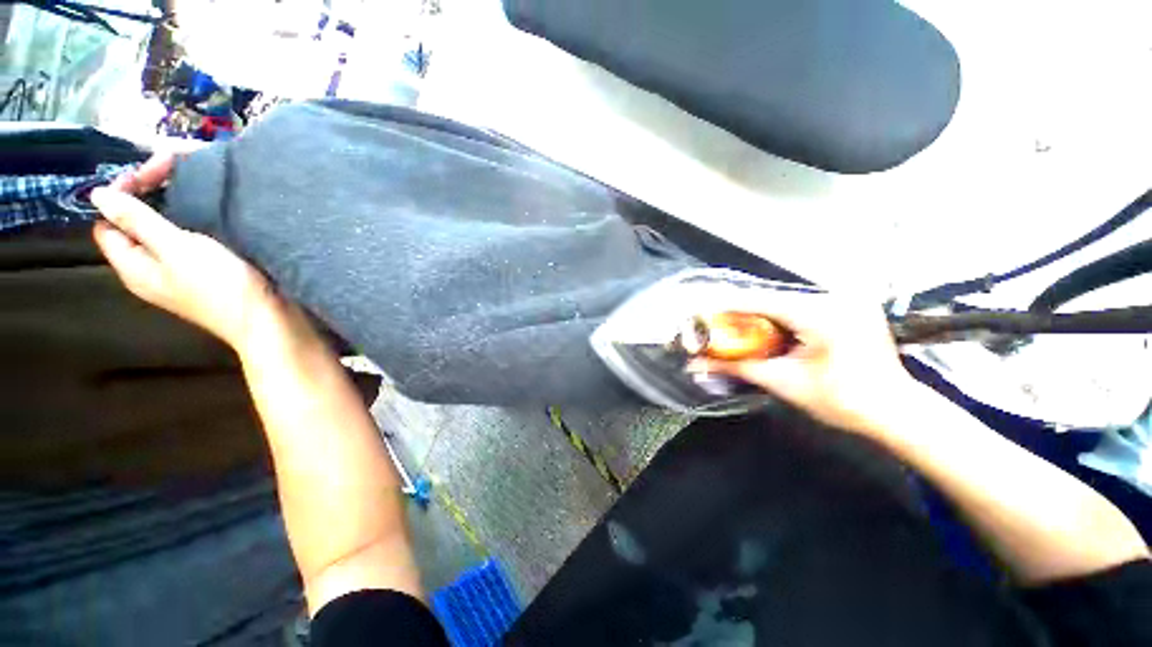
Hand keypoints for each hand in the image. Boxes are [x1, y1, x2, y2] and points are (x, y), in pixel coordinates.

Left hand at [91, 153, 283, 350]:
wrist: (269, 319)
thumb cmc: (220, 286)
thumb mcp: (176, 249)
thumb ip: (137, 221)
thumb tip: (96, 194)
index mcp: (133, 267)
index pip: (107, 224)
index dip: (119, 195)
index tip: (147, 172)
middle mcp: (150, 269)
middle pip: (133, 225)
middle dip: (146, 195)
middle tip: (173, 169)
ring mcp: (179, 271)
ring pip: (161, 230)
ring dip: (170, 205)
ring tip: (191, 184)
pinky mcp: (205, 271)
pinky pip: (185, 238)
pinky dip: (190, 219)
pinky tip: (208, 210)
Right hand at [690, 291, 915, 438]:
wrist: (898, 412)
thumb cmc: (844, 402)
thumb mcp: (784, 383)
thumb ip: (737, 368)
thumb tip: (697, 364)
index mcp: (822, 315)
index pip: (761, 301)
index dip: (727, 306)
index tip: (701, 311)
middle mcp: (835, 299)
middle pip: (772, 300)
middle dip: (741, 313)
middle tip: (715, 326)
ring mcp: (846, 300)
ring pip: (786, 303)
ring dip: (758, 316)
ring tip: (735, 330)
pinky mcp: (849, 307)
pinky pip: (801, 308)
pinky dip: (779, 319)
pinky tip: (766, 331)